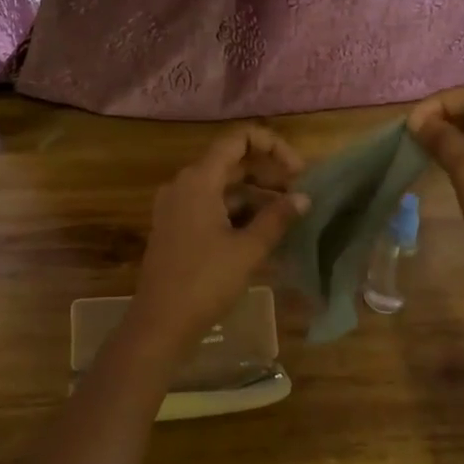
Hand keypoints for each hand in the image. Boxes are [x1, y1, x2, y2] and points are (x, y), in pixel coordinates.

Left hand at [127, 125, 309, 357]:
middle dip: (268, 174)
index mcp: (199, 180)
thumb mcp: (248, 250)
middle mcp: (183, 185)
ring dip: (255, 196)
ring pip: (222, 188)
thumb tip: (303, 198)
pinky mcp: (176, 228)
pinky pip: (210, 207)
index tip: (299, 170)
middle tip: (299, 195)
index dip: (272, 146)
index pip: (238, 140)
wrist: (160, 323)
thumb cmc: (204, 282)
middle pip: (231, 163)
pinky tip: (262, 232)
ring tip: (287, 217)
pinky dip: (237, 213)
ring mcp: (176, 207)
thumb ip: (277, 218)